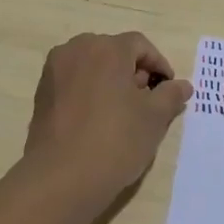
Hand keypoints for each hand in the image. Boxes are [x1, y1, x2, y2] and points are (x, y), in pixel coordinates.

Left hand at [18, 31, 193, 210]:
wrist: (61, 178)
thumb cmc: (115, 141)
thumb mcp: (154, 118)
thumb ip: (170, 95)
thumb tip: (182, 86)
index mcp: (106, 49)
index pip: (140, 45)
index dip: (159, 64)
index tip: (168, 89)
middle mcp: (77, 50)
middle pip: (113, 52)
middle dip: (133, 72)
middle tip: (146, 102)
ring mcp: (54, 71)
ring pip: (91, 66)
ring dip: (110, 81)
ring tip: (122, 113)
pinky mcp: (41, 94)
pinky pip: (73, 83)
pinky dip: (89, 92)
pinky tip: (97, 121)